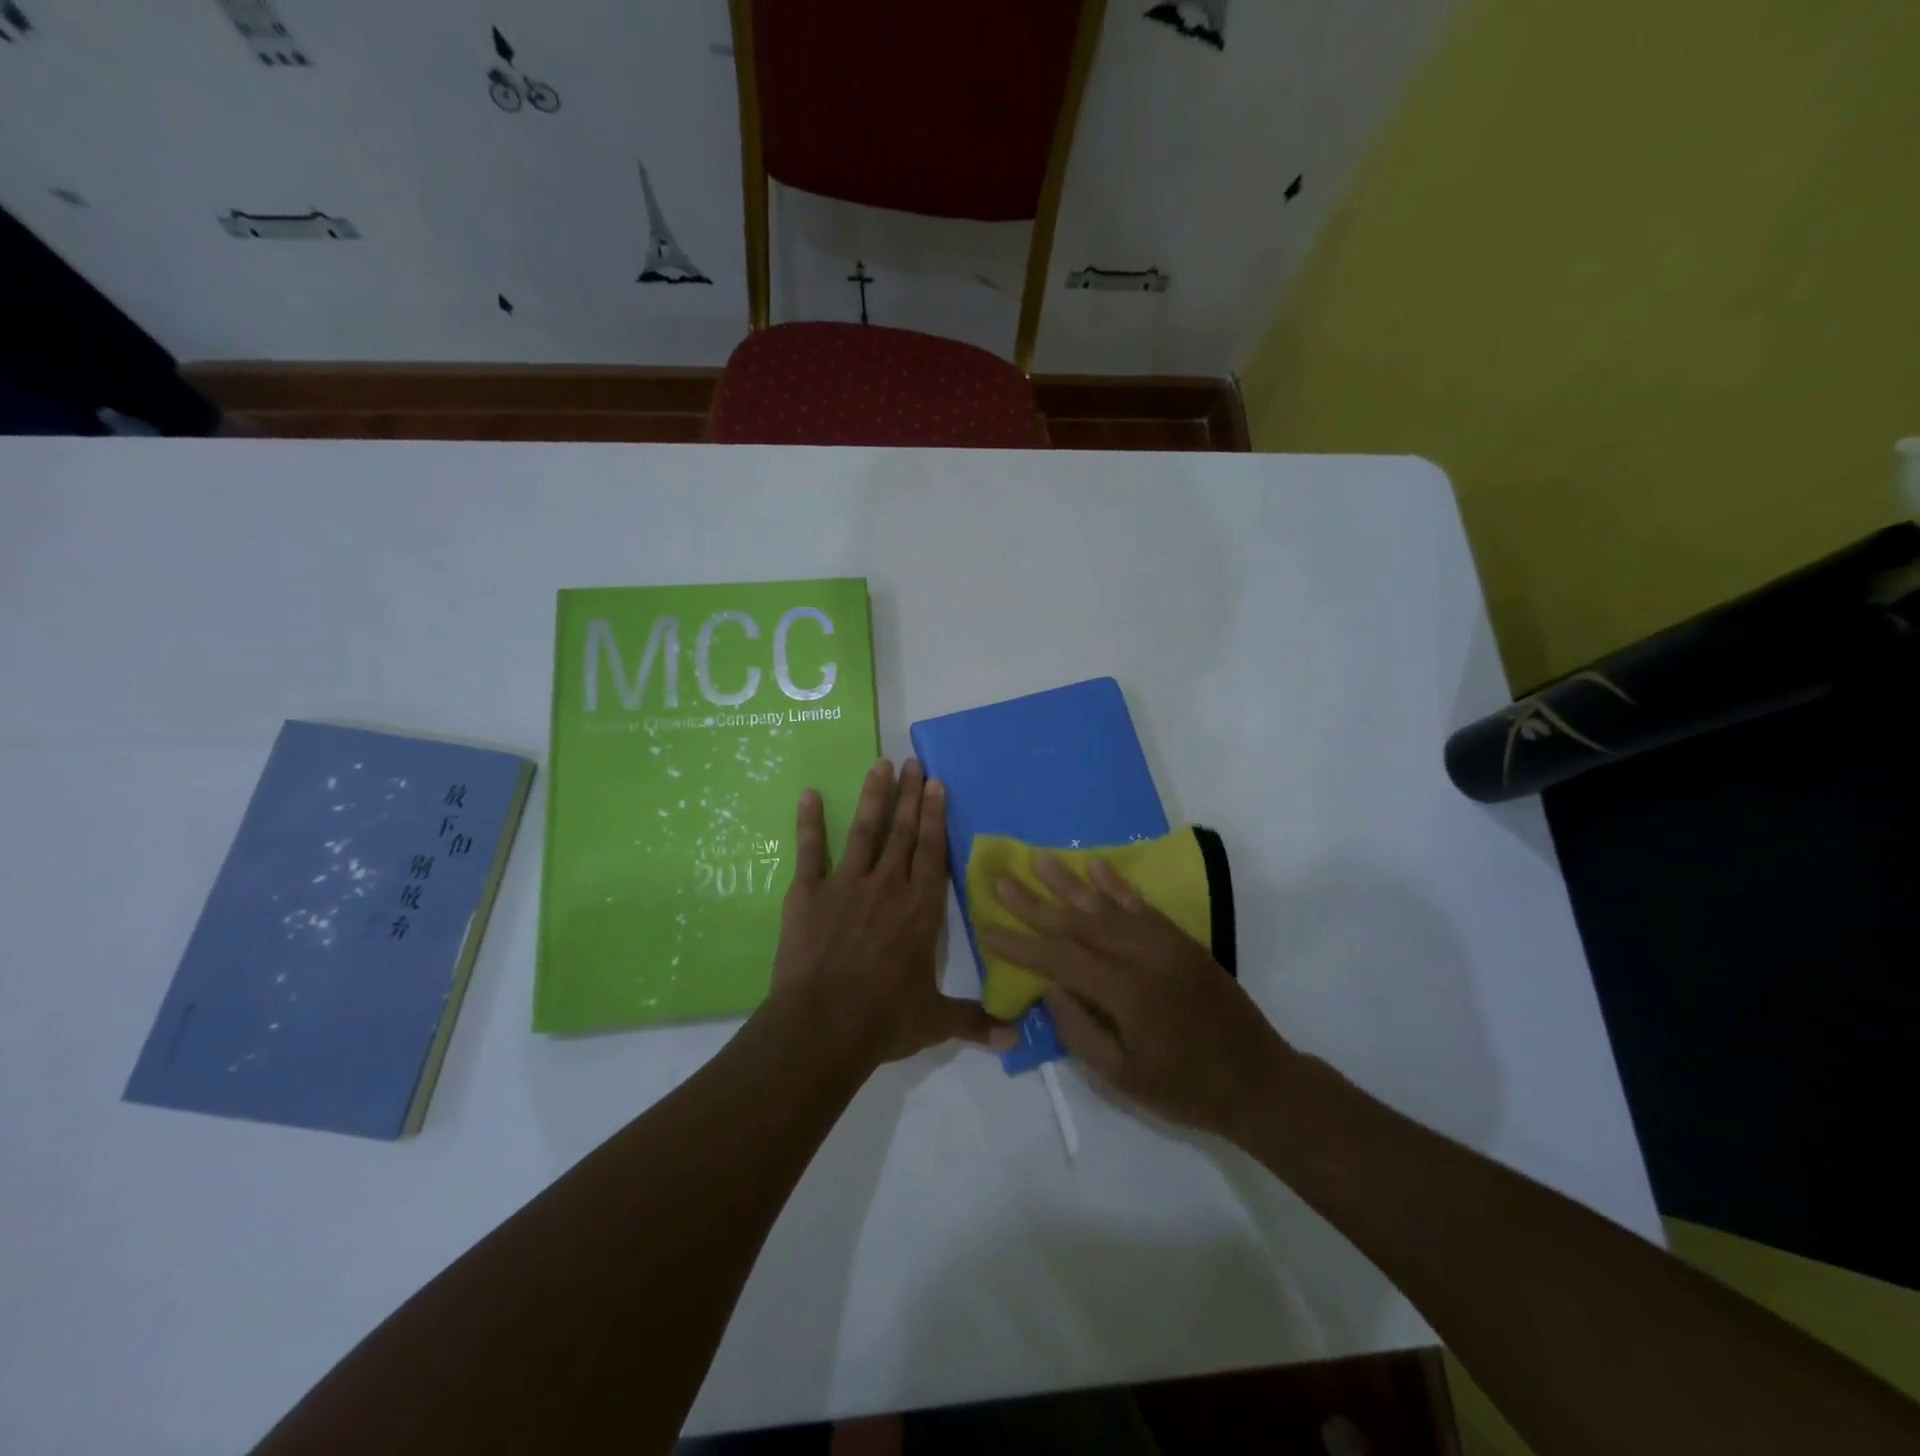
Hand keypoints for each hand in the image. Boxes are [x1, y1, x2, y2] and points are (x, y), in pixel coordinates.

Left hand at [770, 758, 1015, 1067]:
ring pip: (865, 831)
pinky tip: (808, 795)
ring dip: (874, 797)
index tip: (936, 783)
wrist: (823, 1026)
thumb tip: (1016, 1038)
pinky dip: (809, 822)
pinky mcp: (809, 893)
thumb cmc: (884, 1019)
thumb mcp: (935, 1021)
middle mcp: (888, 886)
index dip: (936, 815)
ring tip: (879, 765)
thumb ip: (975, 1021)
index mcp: (921, 909)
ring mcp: (847, 885)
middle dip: (910, 795)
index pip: (932, 851)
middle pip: (903, 831)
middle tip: (913, 763)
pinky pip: (810, 851)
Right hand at [981, 855, 1291, 1137]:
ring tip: (1039, 860)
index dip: (1021, 943)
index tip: (987, 926)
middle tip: (1002, 878)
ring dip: (1070, 881)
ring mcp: (1165, 943)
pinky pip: (1142, 904)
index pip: (1061, 959)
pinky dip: (1117, 884)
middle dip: (1035, 901)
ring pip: (1108, 905)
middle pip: (1078, 922)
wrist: (1258, 1079)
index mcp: (1126, 994)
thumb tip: (1048, 988)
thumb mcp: (1124, 1078)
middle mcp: (1143, 957)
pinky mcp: (1181, 940)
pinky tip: (1098, 866)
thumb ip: (1081, 1032)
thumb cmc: (1186, 1088)